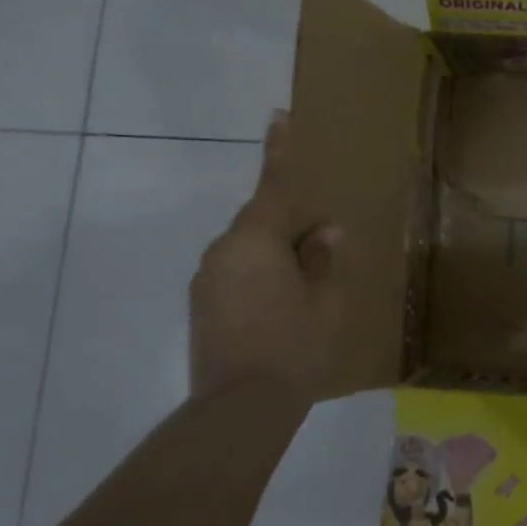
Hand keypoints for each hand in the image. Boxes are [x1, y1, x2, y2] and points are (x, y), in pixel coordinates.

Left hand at [189, 112, 340, 400]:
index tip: (277, 115)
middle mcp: (224, 251)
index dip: (279, 150)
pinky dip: (259, 278)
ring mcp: (207, 280)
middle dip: (291, 227)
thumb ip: (324, 258)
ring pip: (249, 250)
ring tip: (303, 290)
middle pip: (263, 222)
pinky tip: (279, 311)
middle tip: (323, 250)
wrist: (239, 410)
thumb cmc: (294, 347)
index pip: (273, 185)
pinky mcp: (201, 306)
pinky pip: (236, 274)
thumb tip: (325, 232)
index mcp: (256, 240)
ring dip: (275, 257)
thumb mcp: (325, 300)